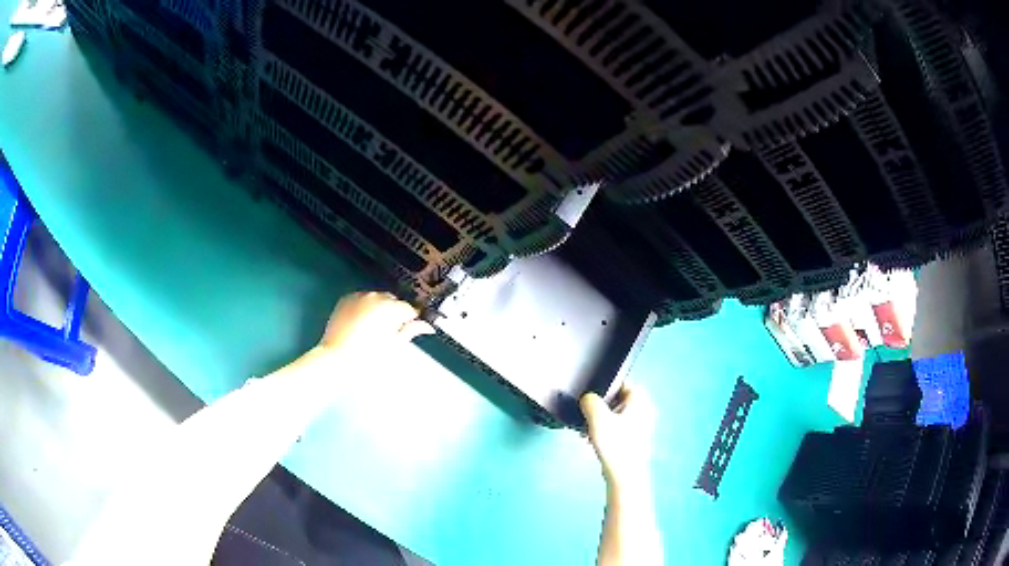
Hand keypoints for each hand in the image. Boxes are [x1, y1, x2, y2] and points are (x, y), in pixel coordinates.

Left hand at [318, 292, 432, 355]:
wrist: (336, 359)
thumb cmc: (367, 357)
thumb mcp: (394, 346)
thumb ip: (411, 331)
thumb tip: (426, 326)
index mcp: (390, 308)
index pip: (410, 309)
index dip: (412, 320)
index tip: (410, 329)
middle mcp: (375, 297)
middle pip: (393, 301)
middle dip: (394, 313)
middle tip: (391, 333)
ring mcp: (359, 297)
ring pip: (376, 299)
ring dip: (379, 309)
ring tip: (374, 329)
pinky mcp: (346, 301)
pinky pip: (361, 300)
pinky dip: (364, 308)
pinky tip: (362, 323)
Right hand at [581, 385, 655, 487]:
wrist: (624, 474)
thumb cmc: (616, 445)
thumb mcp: (597, 416)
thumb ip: (590, 400)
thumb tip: (588, 399)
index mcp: (640, 398)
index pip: (619, 383)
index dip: (602, 390)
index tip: (590, 400)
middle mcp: (644, 409)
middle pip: (615, 400)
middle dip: (598, 410)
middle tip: (587, 419)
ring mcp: (640, 425)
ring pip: (614, 416)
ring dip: (599, 422)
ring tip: (587, 433)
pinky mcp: (634, 439)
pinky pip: (616, 429)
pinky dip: (605, 432)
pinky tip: (593, 442)